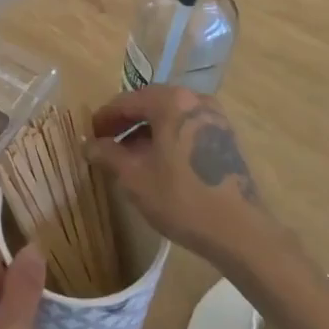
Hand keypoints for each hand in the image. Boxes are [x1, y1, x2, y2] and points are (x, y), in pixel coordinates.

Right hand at [88, 86, 279, 265]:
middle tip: (107, 144)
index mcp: (171, 101)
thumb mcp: (135, 178)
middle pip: (151, 104)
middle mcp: (195, 99)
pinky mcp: (226, 137)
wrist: (239, 229)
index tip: (90, 135)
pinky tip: (160, 163)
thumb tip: (89, 144)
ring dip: (148, 132)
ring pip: (171, 117)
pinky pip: (188, 128)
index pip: (127, 101)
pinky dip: (169, 138)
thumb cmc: (181, 198)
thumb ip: (108, 155)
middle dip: (127, 123)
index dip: (105, 118)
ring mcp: (215, 117)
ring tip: (130, 157)